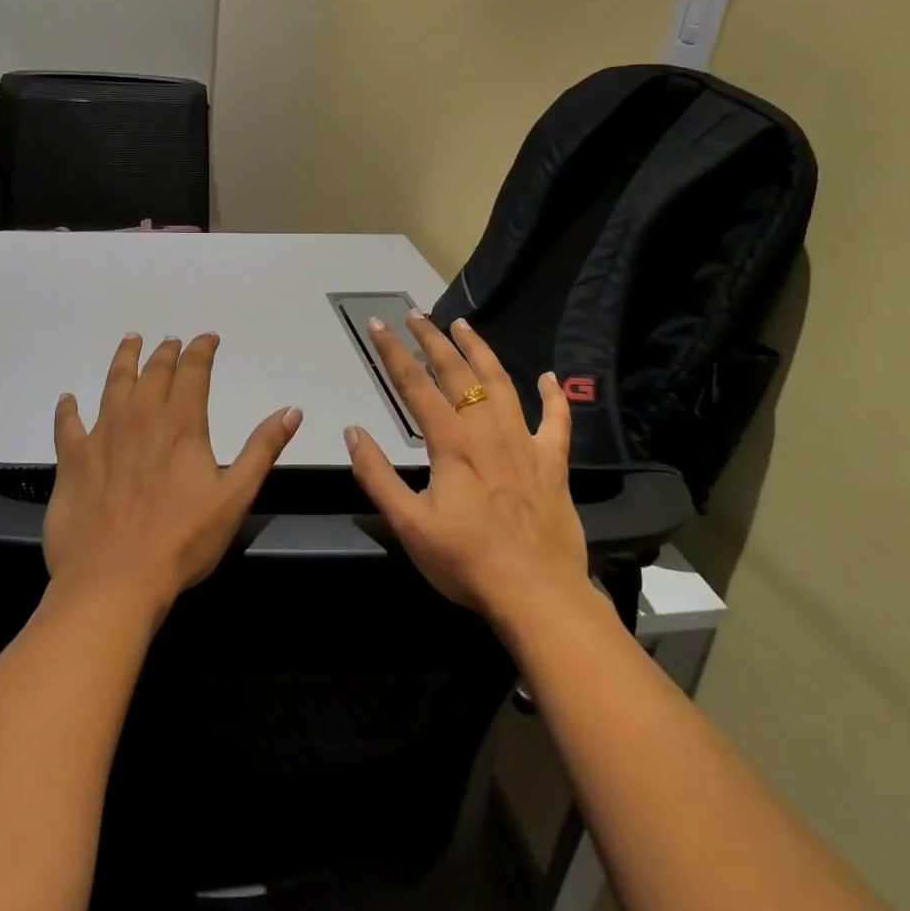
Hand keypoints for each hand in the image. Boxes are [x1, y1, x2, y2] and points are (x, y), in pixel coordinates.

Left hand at [46, 333, 301, 619]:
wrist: (115, 579)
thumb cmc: (182, 541)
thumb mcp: (235, 497)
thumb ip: (262, 450)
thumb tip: (292, 410)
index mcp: (181, 425)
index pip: (194, 372)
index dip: (202, 350)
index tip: (208, 338)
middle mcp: (141, 418)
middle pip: (154, 372)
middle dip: (166, 352)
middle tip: (171, 341)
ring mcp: (102, 435)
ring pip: (114, 384)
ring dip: (124, 359)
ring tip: (131, 341)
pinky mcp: (73, 460)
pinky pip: (68, 424)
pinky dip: (68, 409)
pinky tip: (68, 399)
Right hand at [345, 313, 591, 629]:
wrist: (538, 595)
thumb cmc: (466, 562)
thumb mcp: (408, 524)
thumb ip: (377, 475)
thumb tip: (353, 431)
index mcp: (451, 443)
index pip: (414, 385)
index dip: (393, 352)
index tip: (377, 324)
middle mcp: (487, 431)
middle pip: (456, 373)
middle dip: (432, 340)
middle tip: (415, 315)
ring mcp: (524, 444)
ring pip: (501, 384)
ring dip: (480, 352)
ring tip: (464, 325)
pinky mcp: (552, 464)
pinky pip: (556, 422)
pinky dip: (554, 398)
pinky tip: (549, 378)